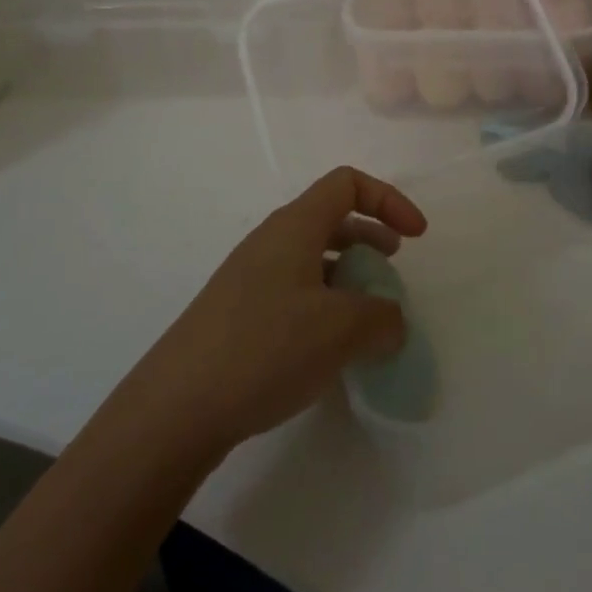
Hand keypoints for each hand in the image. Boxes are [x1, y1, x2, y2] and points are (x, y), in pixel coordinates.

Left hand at [132, 167, 428, 454]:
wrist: (175, 408)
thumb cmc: (265, 348)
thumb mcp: (340, 331)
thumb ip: (382, 318)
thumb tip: (391, 322)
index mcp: (295, 226)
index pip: (348, 183)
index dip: (388, 200)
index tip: (415, 237)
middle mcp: (271, 240)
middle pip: (330, 216)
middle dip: (370, 234)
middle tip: (393, 267)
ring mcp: (250, 277)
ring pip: (312, 255)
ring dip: (348, 272)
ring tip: (367, 312)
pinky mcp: (238, 313)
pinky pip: (293, 289)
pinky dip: (324, 301)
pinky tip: (330, 347)